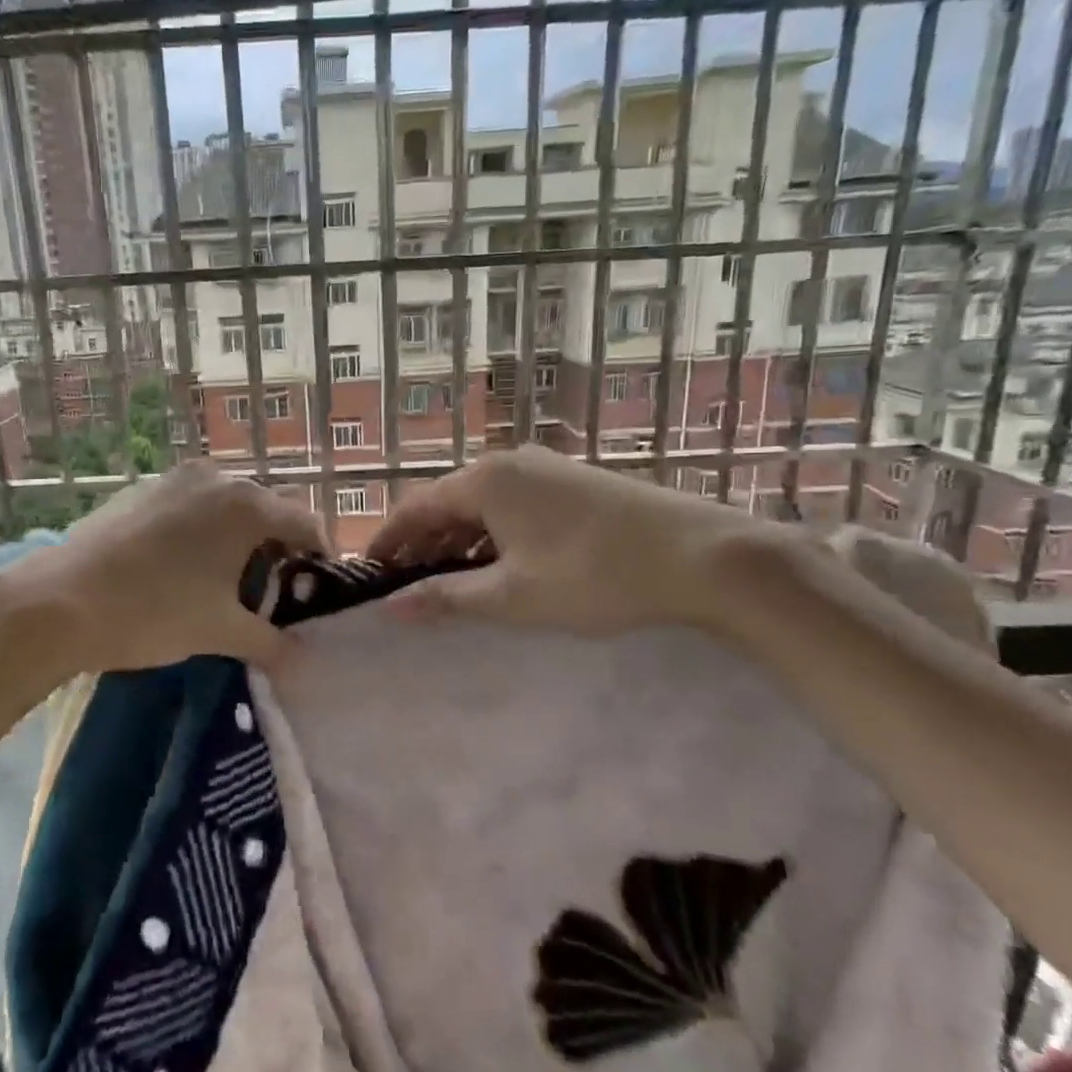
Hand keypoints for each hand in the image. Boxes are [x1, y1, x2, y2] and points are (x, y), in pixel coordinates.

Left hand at [0, 462, 327, 672]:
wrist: (59, 601)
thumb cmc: (154, 612)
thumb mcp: (220, 632)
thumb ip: (271, 643)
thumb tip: (303, 660)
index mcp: (246, 505)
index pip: (306, 522)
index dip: (319, 556)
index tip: (316, 589)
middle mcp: (216, 478)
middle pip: (267, 509)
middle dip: (278, 546)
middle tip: (271, 591)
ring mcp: (175, 479)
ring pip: (227, 504)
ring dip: (238, 536)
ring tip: (225, 580)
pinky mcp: (142, 489)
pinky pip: (190, 504)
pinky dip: (202, 528)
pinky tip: (180, 565)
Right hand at [367, 445, 778, 637]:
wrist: (702, 555)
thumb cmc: (594, 575)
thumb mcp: (513, 596)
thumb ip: (447, 597)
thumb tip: (391, 608)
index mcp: (485, 481)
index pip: (415, 508)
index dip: (388, 541)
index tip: (369, 573)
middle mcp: (508, 463)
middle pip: (447, 502)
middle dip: (423, 543)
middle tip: (408, 586)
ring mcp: (545, 468)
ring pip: (482, 504)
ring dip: (458, 540)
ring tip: (449, 582)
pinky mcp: (572, 483)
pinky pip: (513, 504)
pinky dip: (493, 534)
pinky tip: (500, 565)